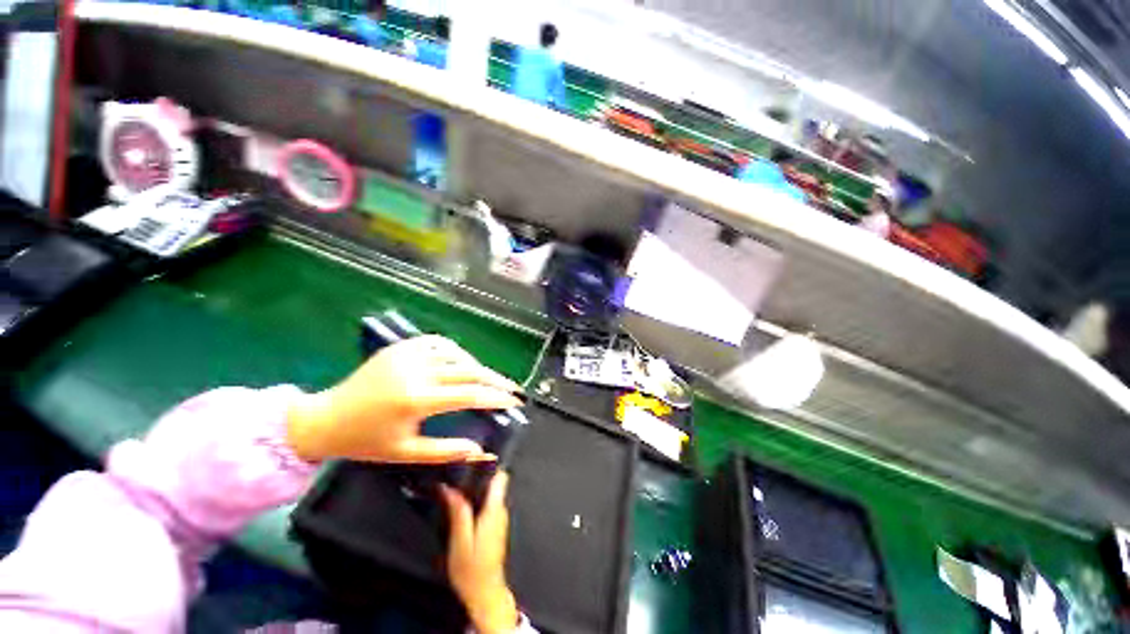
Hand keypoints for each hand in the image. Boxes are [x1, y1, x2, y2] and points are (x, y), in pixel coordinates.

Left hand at [286, 336, 521, 463]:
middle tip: (513, 387)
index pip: (469, 395)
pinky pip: (439, 342)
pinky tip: (462, 362)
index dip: (496, 398)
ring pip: (457, 353)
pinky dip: (457, 351)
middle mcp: (416, 371)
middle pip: (469, 369)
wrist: (325, 418)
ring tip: (490, 378)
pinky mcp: (401, 347)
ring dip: (478, 365)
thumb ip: (448, 451)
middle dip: (496, 379)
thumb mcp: (406, 453)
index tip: (515, 401)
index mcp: (416, 399)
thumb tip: (482, 452)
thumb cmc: (365, 441)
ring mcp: (408, 354)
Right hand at [443, 473, 519, 633]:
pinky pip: (488, 503)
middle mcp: (501, 509)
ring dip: (476, 487)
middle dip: (478, 474)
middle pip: (494, 482)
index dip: (489, 464)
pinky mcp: (495, 525)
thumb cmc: (472, 569)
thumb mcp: (460, 541)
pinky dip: (477, 498)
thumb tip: (450, 488)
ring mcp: (499, 517)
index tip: (473, 457)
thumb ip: (458, 512)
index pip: (501, 476)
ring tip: (456, 482)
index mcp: (495, 510)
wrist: (484, 593)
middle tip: (458, 469)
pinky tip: (461, 501)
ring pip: (491, 492)